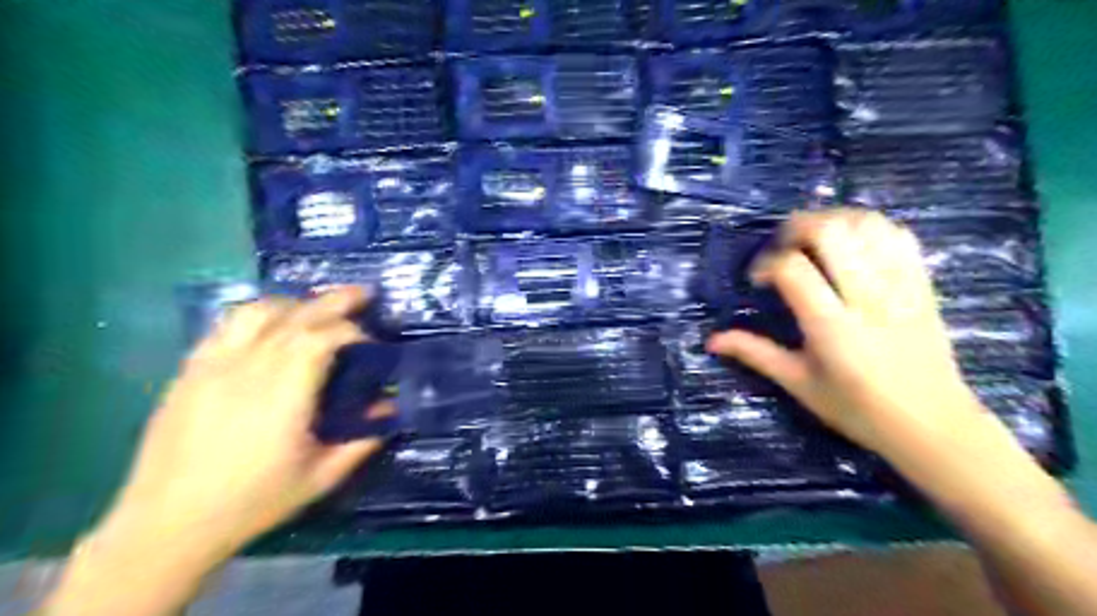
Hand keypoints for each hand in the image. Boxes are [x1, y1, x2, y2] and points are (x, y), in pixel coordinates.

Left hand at [43, 288, 394, 615]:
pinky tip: (269, 325)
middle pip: (297, 316)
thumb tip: (389, 409)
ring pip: (258, 311)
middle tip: (363, 293)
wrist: (166, 525)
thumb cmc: (252, 502)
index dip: (354, 331)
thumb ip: (361, 440)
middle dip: (335, 300)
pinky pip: (225, 326)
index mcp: (284, 393)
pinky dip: (256, 315)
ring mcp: (214, 365)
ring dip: (295, 303)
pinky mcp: (189, 371)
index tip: (372, 344)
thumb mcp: (320, 477)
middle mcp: (249, 368)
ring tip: (316, 308)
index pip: (324, 337)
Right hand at [707, 209, 981, 456]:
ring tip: (812, 240)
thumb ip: (755, 353)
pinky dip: (868, 227)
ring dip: (831, 220)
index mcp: (832, 326)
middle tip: (782, 247)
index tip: (759, 281)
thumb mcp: (798, 384)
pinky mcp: (922, 284)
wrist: (932, 424)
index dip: (767, 264)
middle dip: (796, 228)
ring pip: (866, 224)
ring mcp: (900, 286)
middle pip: (830, 232)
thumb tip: (711, 339)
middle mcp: (867, 297)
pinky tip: (851, 241)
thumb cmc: (857, 409)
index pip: (793, 269)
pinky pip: (898, 234)